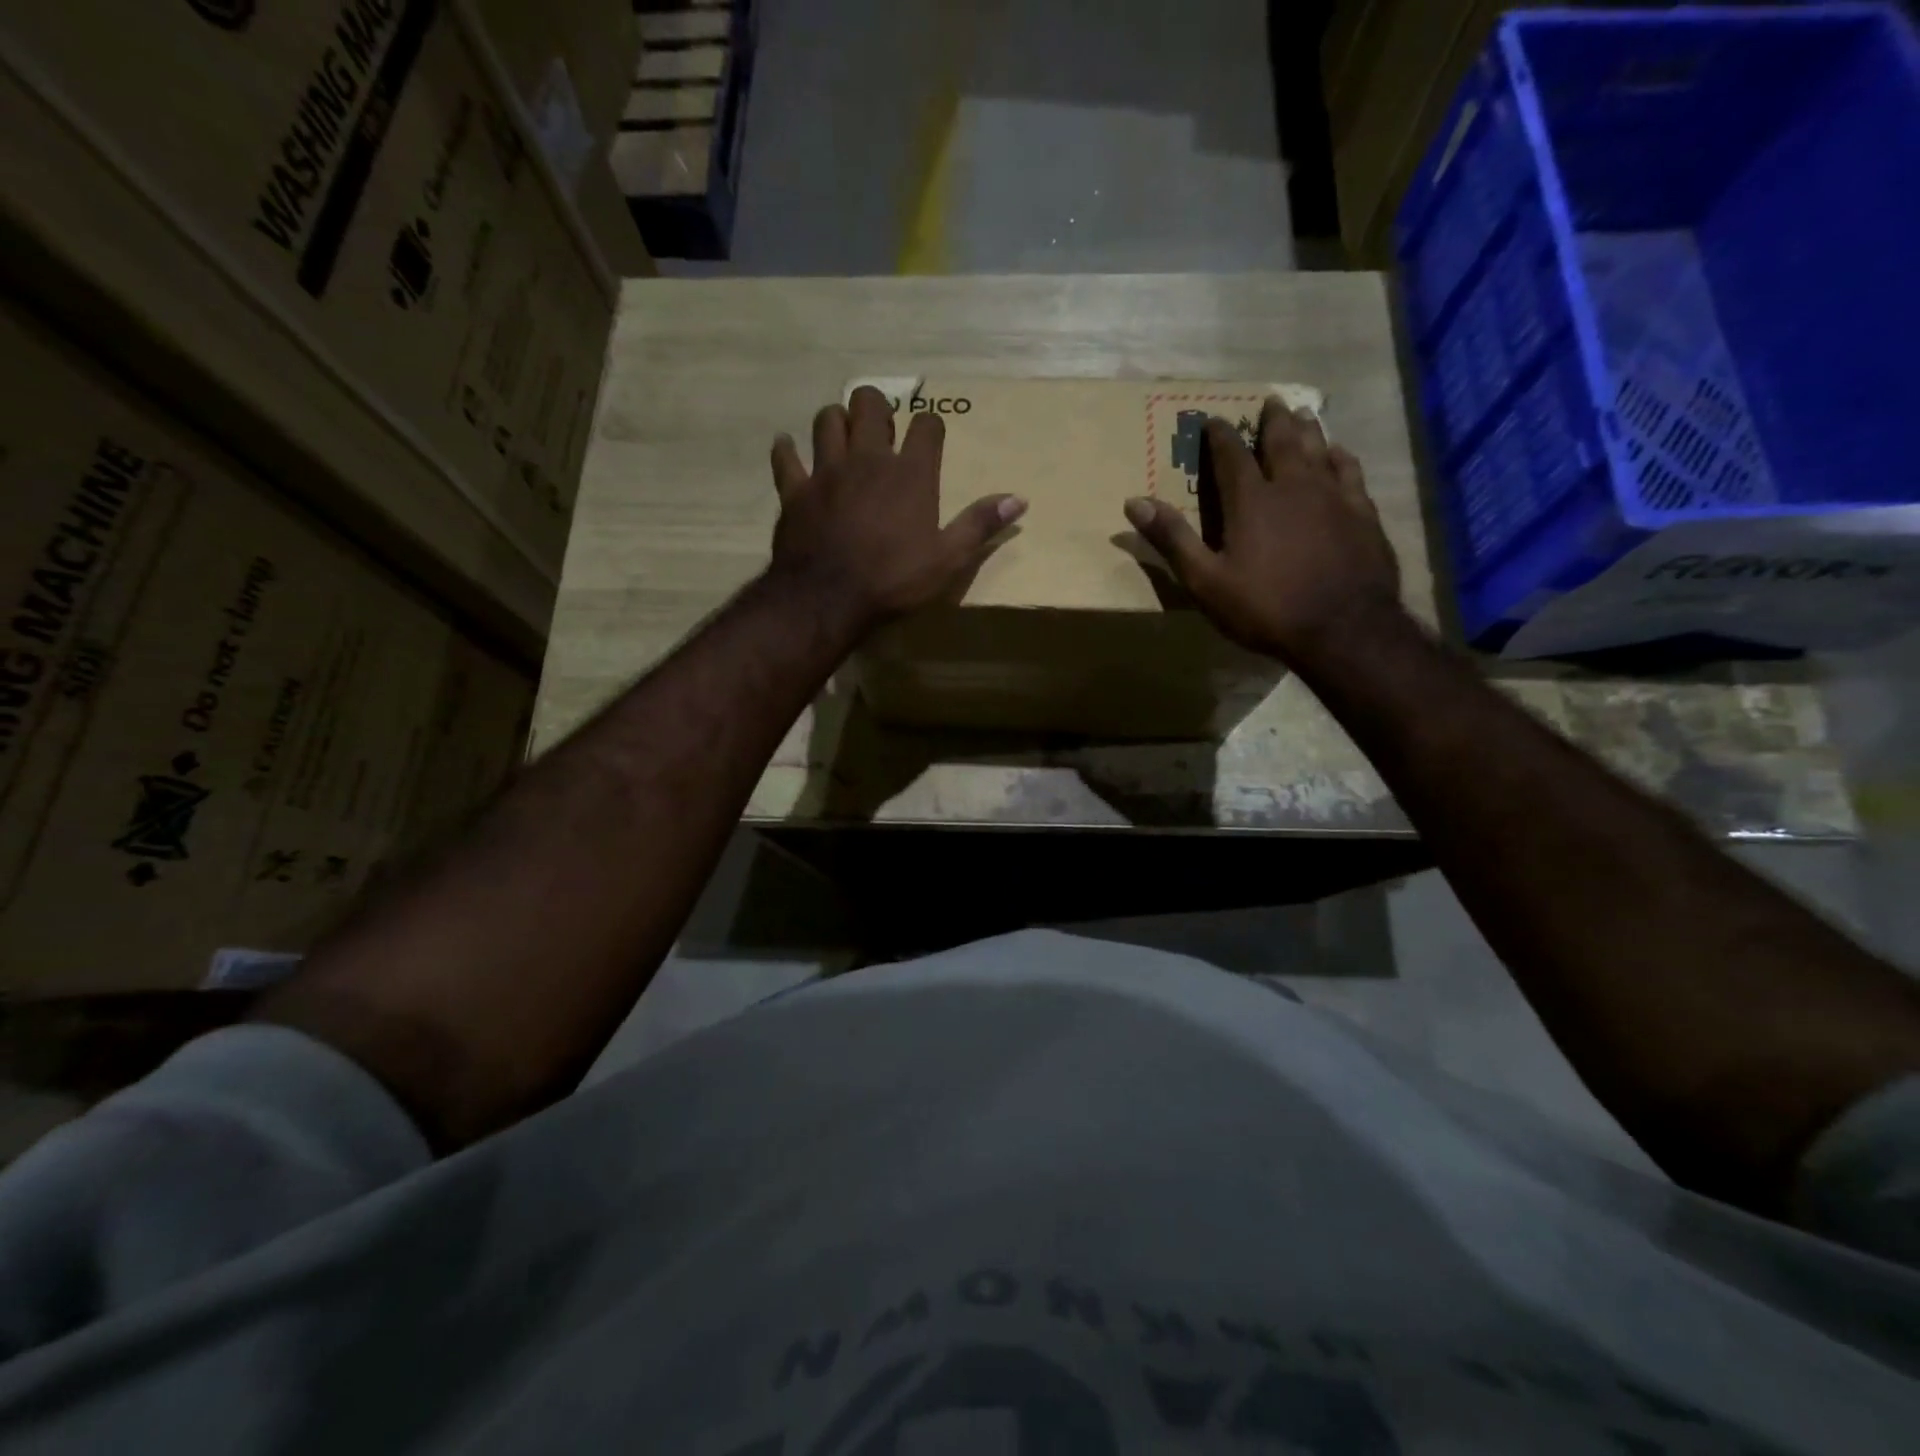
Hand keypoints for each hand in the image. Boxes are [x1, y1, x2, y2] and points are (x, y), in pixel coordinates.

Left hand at [768, 386, 1026, 637]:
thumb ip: (979, 525)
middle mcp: (868, 459)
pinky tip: (789, 449)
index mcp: (910, 474)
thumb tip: (1018, 499)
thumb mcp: (948, 559)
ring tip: (842, 435)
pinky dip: (787, 451)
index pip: (926, 426)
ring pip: (827, 420)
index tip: (930, 437)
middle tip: (880, 429)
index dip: (930, 426)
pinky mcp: (795, 491)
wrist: (829, 598)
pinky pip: (786, 458)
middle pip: (869, 404)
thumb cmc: (894, 580)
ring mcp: (827, 471)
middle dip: (877, 407)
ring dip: (836, 420)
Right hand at [1123, 400, 1401, 665]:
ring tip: (1303, 414)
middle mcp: (1293, 486)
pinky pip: (1351, 472)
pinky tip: (1340, 452)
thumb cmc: (1265, 608)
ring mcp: (1333, 497)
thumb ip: (1173, 540)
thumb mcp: (1206, 581)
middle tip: (1270, 400)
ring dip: (1308, 429)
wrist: (1343, 629)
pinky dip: (1342, 457)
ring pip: (1320, 449)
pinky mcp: (1362, 513)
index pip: (1231, 456)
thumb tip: (1134, 502)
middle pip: (1282, 441)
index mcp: (1251, 501)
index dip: (1220, 435)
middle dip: (1272, 420)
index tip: (1212, 419)